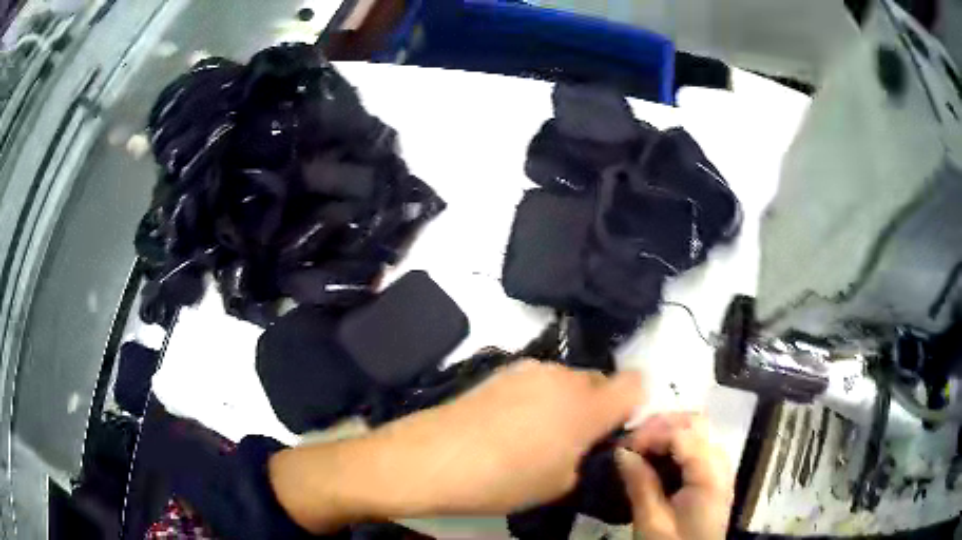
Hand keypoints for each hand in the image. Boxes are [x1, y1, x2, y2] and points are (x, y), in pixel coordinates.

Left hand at [402, 360, 642, 513]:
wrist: (433, 458)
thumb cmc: (503, 480)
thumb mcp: (559, 483)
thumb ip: (585, 456)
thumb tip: (584, 443)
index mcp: (588, 406)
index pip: (635, 384)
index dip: (633, 405)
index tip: (615, 430)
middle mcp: (564, 377)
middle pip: (599, 381)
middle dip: (597, 406)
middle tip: (573, 440)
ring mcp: (530, 369)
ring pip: (567, 380)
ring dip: (565, 402)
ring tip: (535, 435)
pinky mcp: (501, 370)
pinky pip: (537, 381)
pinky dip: (537, 398)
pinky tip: (508, 424)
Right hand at [616, 412, 733, 539]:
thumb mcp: (652, 521)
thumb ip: (640, 484)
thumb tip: (621, 452)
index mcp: (708, 474)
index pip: (682, 433)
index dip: (650, 433)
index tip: (622, 448)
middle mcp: (720, 461)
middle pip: (694, 422)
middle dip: (660, 425)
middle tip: (630, 442)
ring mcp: (720, 465)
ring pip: (696, 429)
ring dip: (667, 430)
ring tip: (639, 446)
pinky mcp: (714, 472)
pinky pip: (697, 443)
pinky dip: (675, 442)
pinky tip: (656, 455)